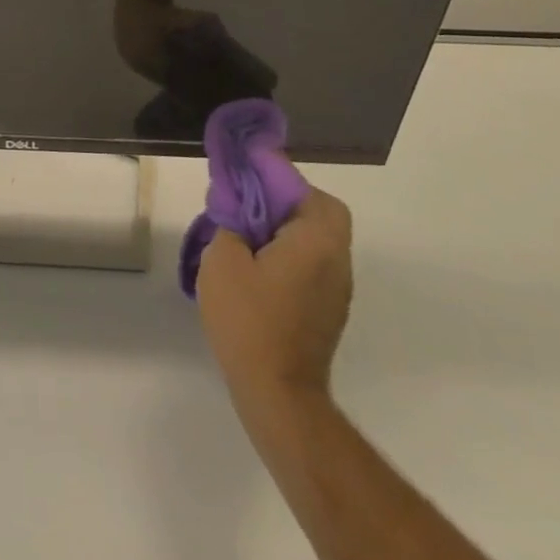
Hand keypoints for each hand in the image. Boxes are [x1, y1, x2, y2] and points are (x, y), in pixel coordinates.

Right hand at [196, 187, 352, 416]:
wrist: (277, 394)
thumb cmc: (248, 319)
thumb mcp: (223, 258)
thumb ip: (230, 221)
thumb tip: (235, 204)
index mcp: (316, 242)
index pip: (310, 192)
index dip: (280, 173)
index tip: (247, 166)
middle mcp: (337, 262)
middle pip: (320, 213)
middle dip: (284, 199)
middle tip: (246, 198)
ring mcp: (336, 291)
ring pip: (316, 239)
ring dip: (285, 226)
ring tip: (244, 228)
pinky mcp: (327, 311)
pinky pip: (311, 263)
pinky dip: (288, 251)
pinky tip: (255, 262)